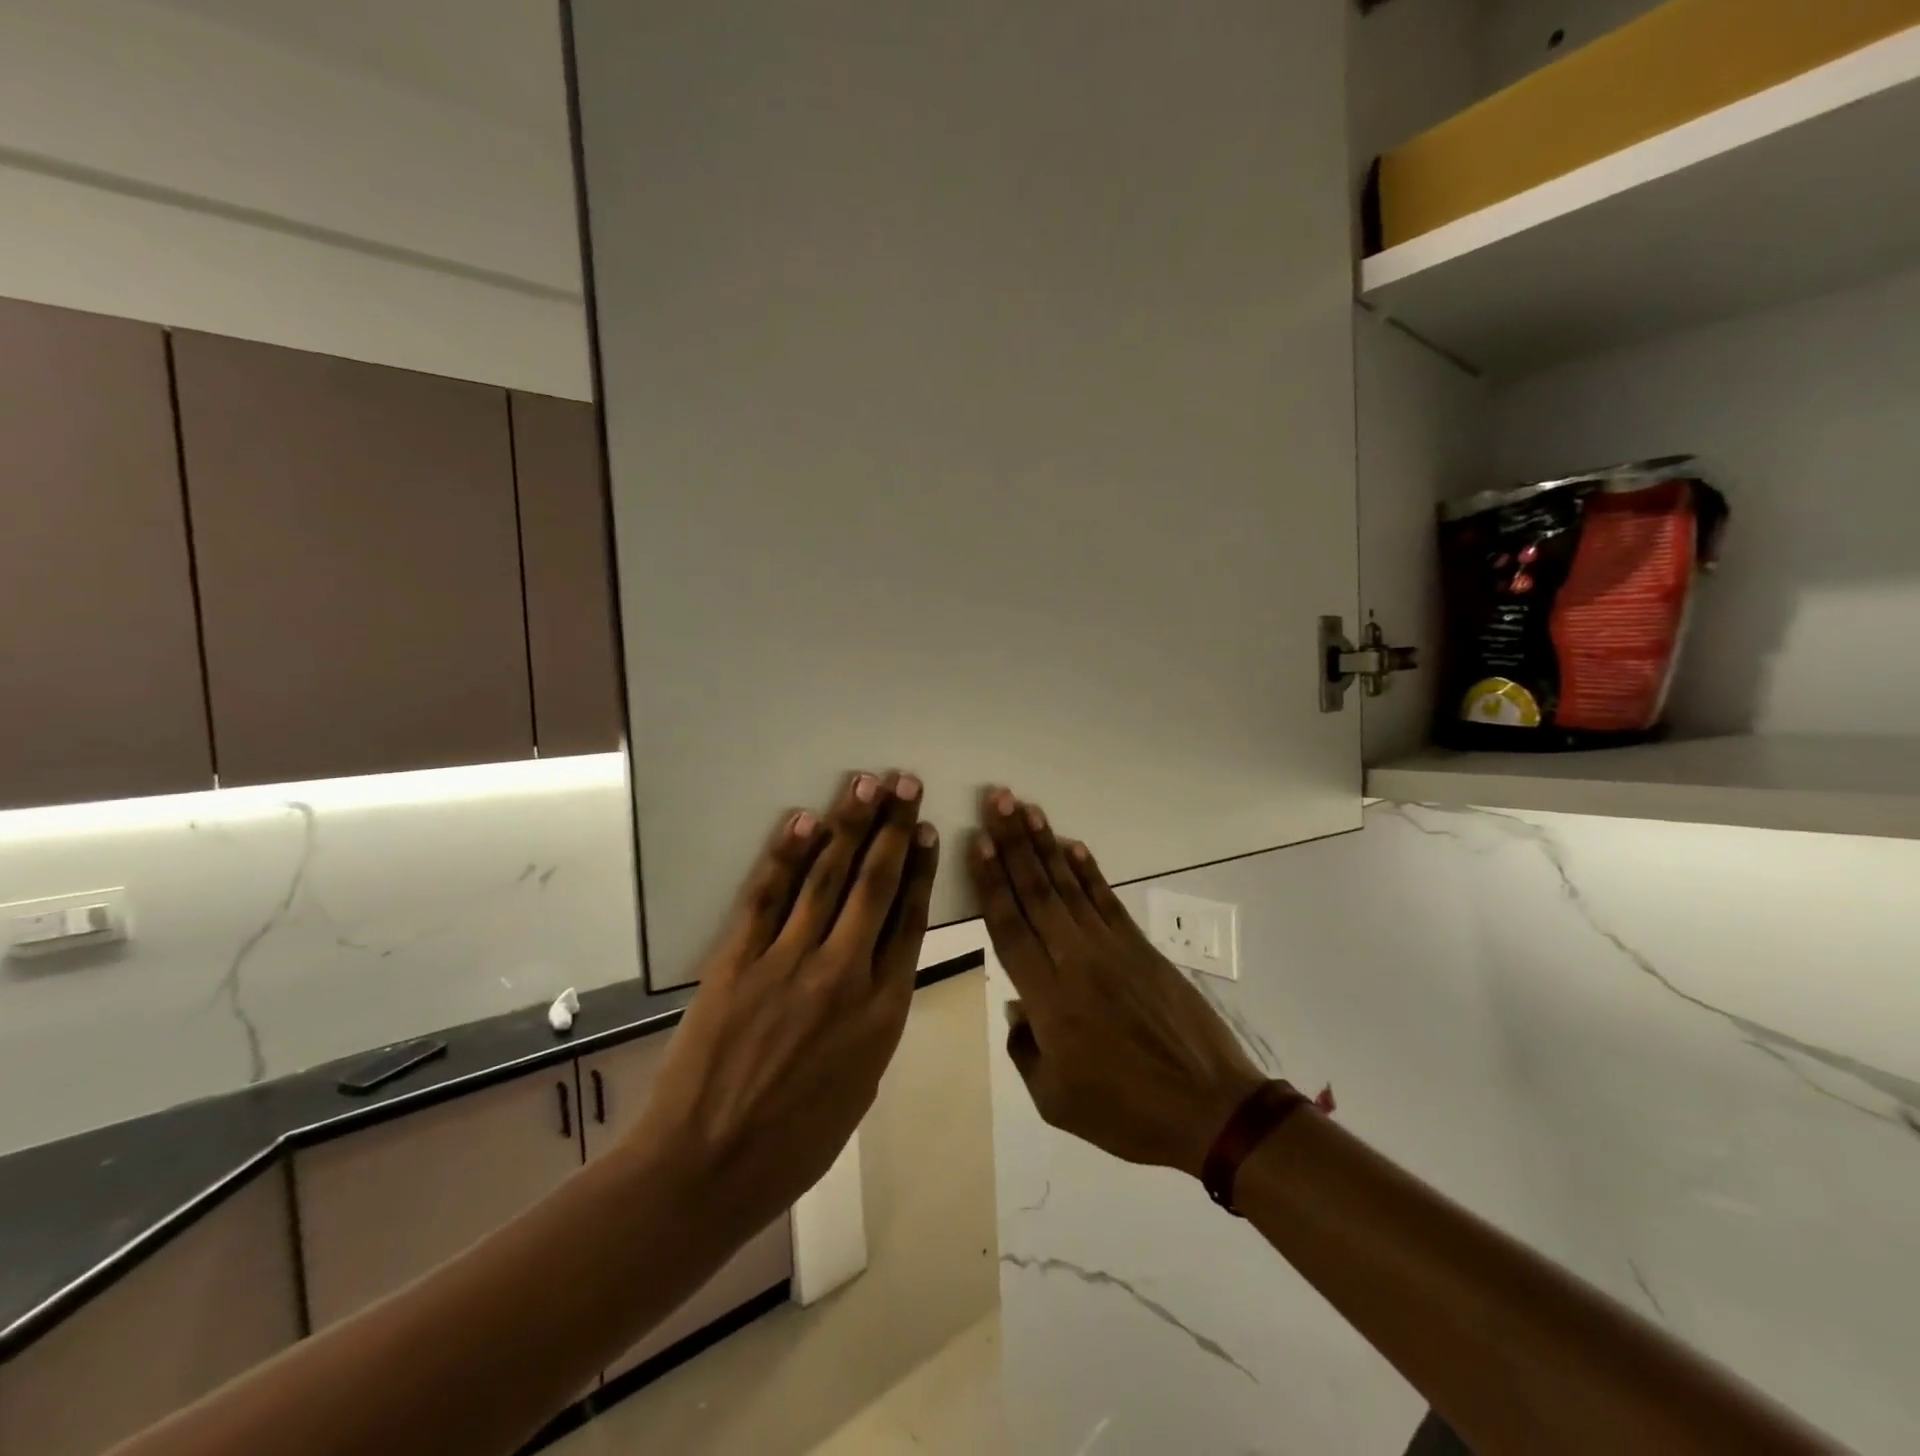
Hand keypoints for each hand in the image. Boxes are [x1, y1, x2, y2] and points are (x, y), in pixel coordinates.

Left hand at [629, 770, 937, 1234]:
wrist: (707, 1168)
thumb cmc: (795, 1143)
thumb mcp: (861, 1085)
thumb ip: (874, 1020)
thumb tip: (875, 970)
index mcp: (882, 1011)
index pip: (908, 921)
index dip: (919, 870)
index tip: (926, 831)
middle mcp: (843, 974)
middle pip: (875, 885)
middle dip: (894, 828)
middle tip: (906, 783)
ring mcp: (788, 963)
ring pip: (827, 878)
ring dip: (850, 825)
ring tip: (866, 784)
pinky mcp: (738, 961)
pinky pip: (767, 896)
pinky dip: (786, 855)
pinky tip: (804, 822)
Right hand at [969, 787, 1263, 1178]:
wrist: (1209, 1108)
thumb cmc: (1126, 1112)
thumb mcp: (1055, 1100)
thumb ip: (1025, 1048)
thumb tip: (1018, 1006)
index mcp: (1049, 1001)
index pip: (1010, 928)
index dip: (991, 882)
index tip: (978, 842)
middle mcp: (1075, 961)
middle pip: (1036, 892)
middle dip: (1013, 843)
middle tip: (997, 801)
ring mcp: (1112, 949)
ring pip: (1069, 886)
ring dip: (1045, 845)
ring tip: (1027, 809)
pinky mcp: (1140, 947)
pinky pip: (1106, 900)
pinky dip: (1088, 870)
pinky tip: (1072, 845)